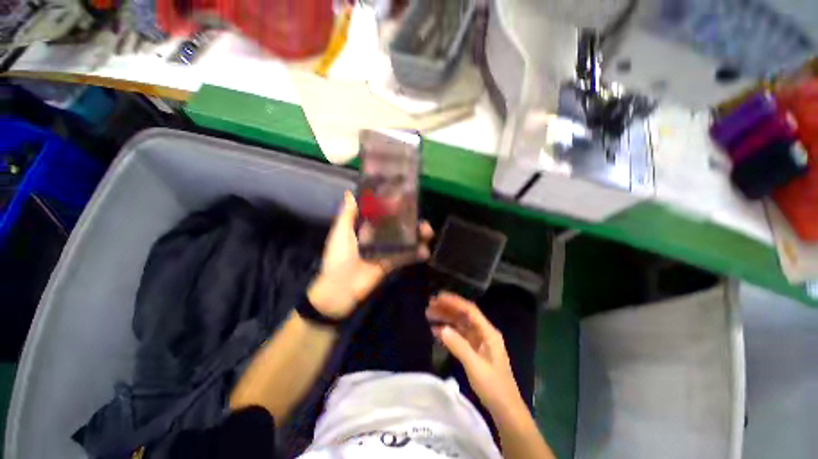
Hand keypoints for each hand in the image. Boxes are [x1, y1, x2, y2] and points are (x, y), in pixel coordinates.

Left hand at [309, 191, 433, 318]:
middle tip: (420, 216)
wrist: (339, 288)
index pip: (383, 213)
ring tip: (427, 232)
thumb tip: (350, 193)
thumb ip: (347, 214)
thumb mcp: (341, 233)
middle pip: (398, 226)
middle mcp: (379, 237)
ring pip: (406, 240)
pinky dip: (416, 254)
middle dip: (411, 221)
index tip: (406, 197)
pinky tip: (425, 251)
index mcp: (366, 228)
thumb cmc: (338, 257)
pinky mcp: (392, 263)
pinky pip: (406, 257)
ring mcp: (387, 250)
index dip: (394, 206)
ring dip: (418, 236)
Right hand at [426, 292, 525, 415]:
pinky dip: (447, 332)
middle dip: (447, 309)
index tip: (439, 297)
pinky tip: (435, 331)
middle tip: (430, 305)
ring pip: (459, 324)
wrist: (505, 410)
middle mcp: (483, 333)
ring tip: (429, 315)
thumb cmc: (493, 386)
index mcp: (488, 332)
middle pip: (463, 315)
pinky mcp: (474, 350)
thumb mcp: (475, 366)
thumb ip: (458, 346)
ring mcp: (478, 342)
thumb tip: (441, 328)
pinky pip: (459, 336)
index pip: (470, 310)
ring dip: (445, 319)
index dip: (454, 302)